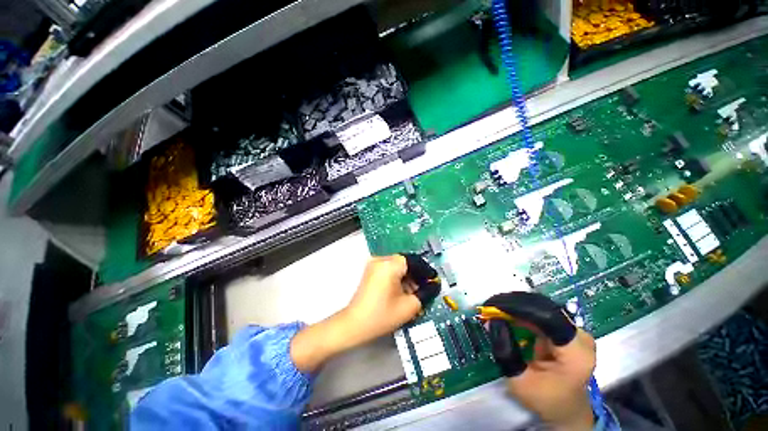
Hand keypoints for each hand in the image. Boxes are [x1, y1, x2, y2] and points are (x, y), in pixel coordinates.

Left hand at [291, 254, 439, 372]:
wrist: (354, 324)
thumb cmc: (382, 315)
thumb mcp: (409, 306)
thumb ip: (425, 293)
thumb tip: (433, 285)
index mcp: (390, 264)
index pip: (414, 261)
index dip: (426, 271)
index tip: (434, 280)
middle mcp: (381, 259)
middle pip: (405, 262)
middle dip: (417, 275)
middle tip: (425, 288)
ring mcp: (374, 264)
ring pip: (397, 266)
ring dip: (408, 276)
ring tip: (415, 292)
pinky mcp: (370, 271)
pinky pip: (389, 269)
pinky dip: (398, 278)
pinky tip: (403, 291)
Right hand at [484, 293, 595, 430]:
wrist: (566, 409)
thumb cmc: (545, 399)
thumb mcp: (520, 382)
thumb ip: (506, 351)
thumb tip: (493, 320)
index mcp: (576, 353)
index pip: (547, 317)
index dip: (518, 307)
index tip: (493, 305)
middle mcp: (580, 336)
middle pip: (544, 308)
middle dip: (514, 304)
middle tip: (490, 306)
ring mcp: (575, 331)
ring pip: (541, 307)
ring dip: (516, 306)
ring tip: (495, 308)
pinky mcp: (567, 329)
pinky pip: (541, 313)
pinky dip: (522, 311)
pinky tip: (507, 312)